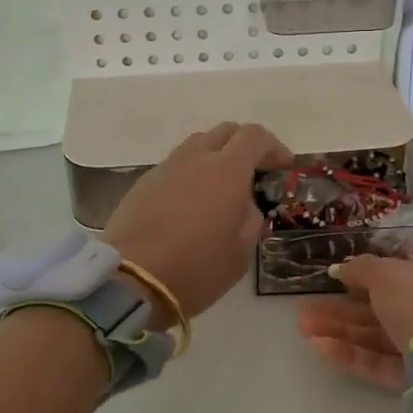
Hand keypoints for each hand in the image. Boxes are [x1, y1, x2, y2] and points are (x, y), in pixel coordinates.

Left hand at [102, 122, 292, 318]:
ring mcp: (165, 168)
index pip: (254, 136)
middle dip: (245, 145)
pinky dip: (191, 172)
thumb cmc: (195, 269)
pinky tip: (192, 201)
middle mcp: (195, 159)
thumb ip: (249, 219)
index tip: (283, 166)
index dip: (273, 146)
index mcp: (226, 171)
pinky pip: (175, 164)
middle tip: (255, 172)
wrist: (130, 281)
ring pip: (197, 144)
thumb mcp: (239, 253)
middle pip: (225, 131)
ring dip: (215, 155)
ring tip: (222, 186)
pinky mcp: (143, 183)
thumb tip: (244, 204)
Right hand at [296, 255, 412, 390]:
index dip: (367, 276)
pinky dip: (354, 354)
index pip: (403, 274)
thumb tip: (340, 268)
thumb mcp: (387, 273)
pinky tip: (321, 347)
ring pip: (379, 336)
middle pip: (384, 307)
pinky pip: (383, 362)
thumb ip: (361, 268)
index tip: (337, 281)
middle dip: (343, 309)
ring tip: (304, 328)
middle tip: (307, 310)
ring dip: (341, 331)